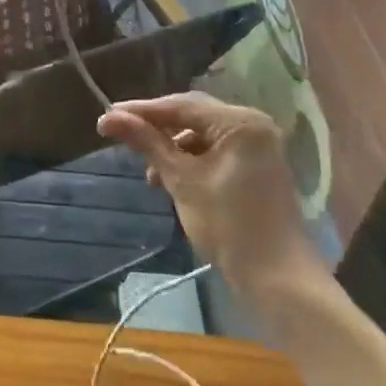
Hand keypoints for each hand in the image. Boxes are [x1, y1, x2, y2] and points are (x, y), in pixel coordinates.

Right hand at [97, 92, 325, 296]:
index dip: (141, 111)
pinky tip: (171, 180)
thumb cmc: (229, 225)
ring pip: (202, 134)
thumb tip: (108, 118)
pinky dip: (191, 161)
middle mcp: (253, 124)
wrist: (278, 279)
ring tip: (149, 172)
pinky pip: (216, 151)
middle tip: (120, 136)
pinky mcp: (256, 166)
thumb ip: (148, 143)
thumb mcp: (182, 180)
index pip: (181, 106)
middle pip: (193, 116)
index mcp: (240, 121)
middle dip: (157, 129)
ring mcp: (257, 146)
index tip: (107, 117)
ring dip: (173, 149)